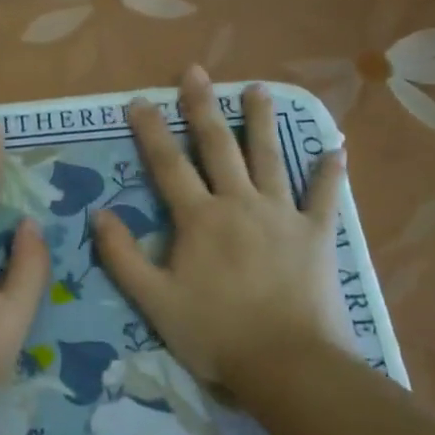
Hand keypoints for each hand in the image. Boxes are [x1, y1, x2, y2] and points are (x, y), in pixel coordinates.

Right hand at [92, 68, 353, 386]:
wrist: (285, 362)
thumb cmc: (214, 333)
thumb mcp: (153, 300)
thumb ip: (122, 256)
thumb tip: (99, 214)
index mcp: (199, 219)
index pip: (168, 164)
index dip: (151, 131)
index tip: (138, 100)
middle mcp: (239, 204)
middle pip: (218, 147)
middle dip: (203, 107)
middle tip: (196, 72)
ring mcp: (282, 216)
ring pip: (269, 158)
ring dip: (261, 121)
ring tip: (258, 89)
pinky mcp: (317, 235)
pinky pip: (324, 197)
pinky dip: (329, 173)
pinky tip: (335, 149)